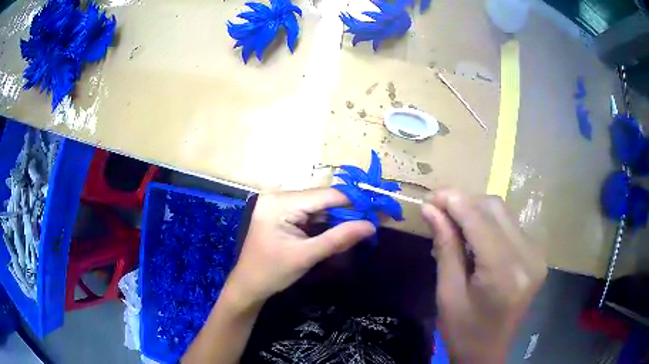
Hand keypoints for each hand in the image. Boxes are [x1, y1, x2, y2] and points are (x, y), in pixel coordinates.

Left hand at [226, 188, 375, 305]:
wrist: (248, 286)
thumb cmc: (272, 273)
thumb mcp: (306, 256)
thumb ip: (339, 239)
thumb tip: (371, 225)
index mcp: (280, 203)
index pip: (324, 195)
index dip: (353, 201)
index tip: (377, 209)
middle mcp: (279, 196)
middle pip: (322, 199)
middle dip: (347, 211)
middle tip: (372, 221)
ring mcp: (279, 204)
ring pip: (318, 206)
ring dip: (338, 217)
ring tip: (361, 225)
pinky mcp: (282, 214)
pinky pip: (310, 213)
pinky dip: (326, 222)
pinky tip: (341, 230)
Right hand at [421, 189, 546, 362]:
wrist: (488, 353)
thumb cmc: (463, 331)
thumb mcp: (447, 293)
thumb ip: (445, 247)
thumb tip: (430, 209)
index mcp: (504, 273)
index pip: (479, 221)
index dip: (454, 201)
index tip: (429, 196)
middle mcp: (527, 257)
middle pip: (495, 208)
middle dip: (464, 203)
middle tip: (439, 210)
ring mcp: (536, 255)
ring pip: (504, 213)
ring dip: (476, 211)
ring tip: (454, 224)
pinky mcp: (537, 256)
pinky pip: (511, 226)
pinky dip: (489, 223)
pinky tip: (475, 237)